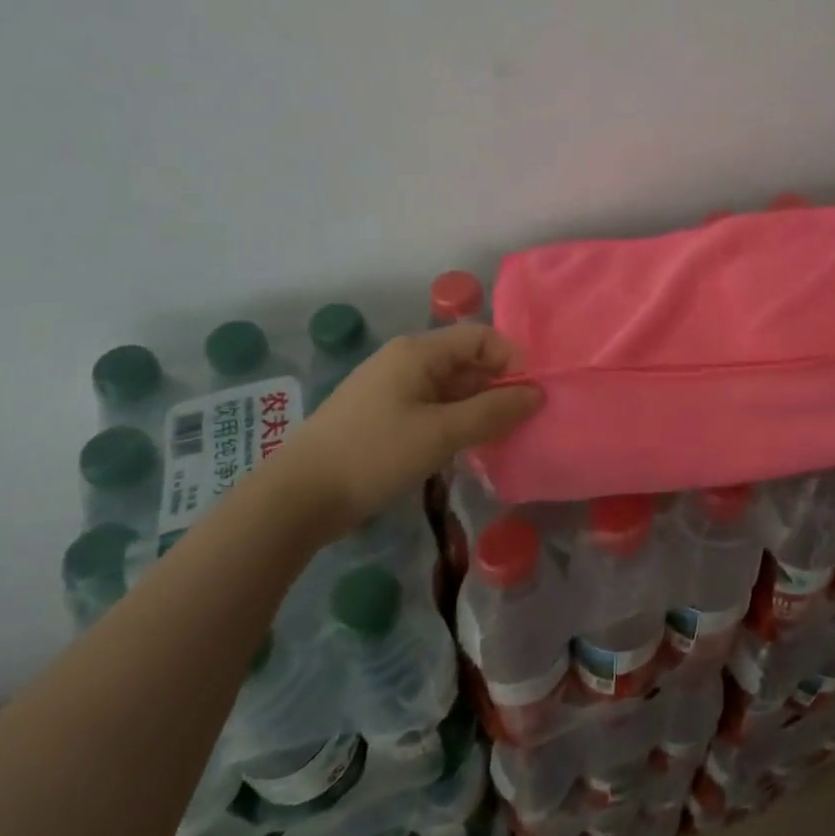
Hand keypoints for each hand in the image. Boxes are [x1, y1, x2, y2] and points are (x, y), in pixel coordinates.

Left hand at [270, 324, 541, 540]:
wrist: (297, 498)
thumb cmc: (374, 454)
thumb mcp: (441, 433)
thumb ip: (493, 411)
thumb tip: (537, 394)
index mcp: (418, 352)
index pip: (481, 337)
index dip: (511, 360)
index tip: (531, 396)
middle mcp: (406, 361)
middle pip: (467, 362)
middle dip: (498, 387)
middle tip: (522, 423)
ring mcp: (392, 389)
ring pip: (452, 388)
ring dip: (479, 409)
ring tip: (500, 439)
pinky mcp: (384, 417)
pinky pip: (433, 408)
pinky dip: (456, 423)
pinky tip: (467, 449)